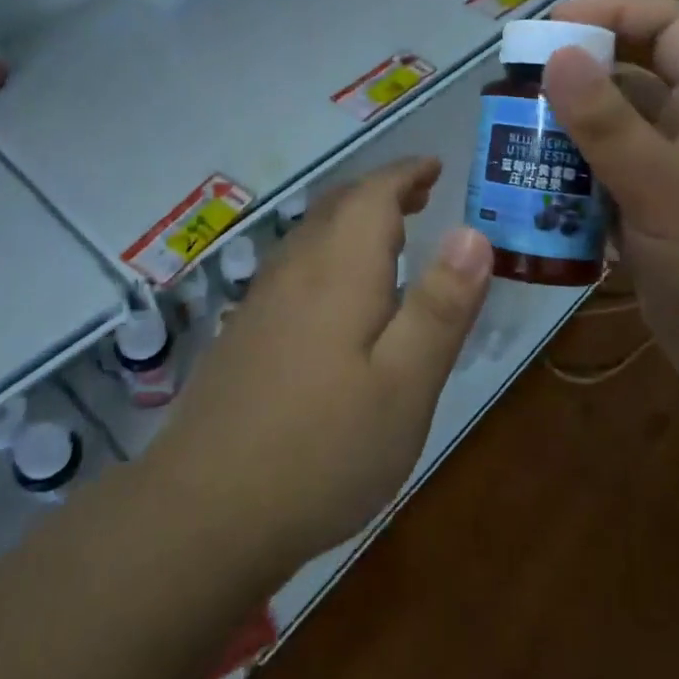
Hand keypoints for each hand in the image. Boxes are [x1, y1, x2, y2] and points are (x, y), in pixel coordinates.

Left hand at [149, 158, 493, 570]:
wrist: (205, 510)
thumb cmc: (323, 449)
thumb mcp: (405, 385)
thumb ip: (440, 307)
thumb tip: (474, 232)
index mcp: (338, 271)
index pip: (372, 196)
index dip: (405, 174)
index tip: (435, 168)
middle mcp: (295, 272)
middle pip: (336, 208)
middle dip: (380, 193)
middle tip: (420, 196)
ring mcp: (261, 304)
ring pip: (311, 237)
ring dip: (352, 221)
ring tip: (389, 236)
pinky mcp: (244, 336)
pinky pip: (294, 269)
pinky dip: (328, 255)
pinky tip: (337, 297)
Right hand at [546, 0, 678, 424]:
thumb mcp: (669, 189)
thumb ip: (609, 125)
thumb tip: (558, 55)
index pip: (668, 27)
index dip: (613, 13)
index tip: (548, 31)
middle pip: (626, 85)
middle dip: (570, 86)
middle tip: (507, 101)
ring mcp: (671, 186)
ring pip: (608, 144)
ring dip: (562, 145)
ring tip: (506, 153)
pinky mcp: (652, 230)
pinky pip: (602, 195)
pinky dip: (568, 195)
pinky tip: (528, 207)